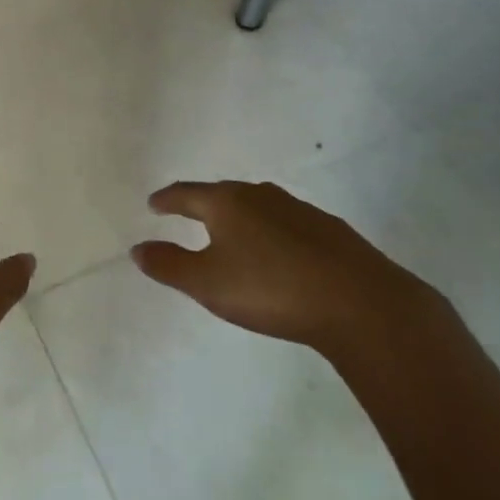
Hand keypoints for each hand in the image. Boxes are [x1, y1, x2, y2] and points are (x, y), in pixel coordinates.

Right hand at [131, 180, 429, 354]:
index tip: (154, 204)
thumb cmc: (272, 289)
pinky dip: (274, 233)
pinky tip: (281, 253)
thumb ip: (169, 265)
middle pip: (224, 194)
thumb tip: (137, 248)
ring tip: (234, 233)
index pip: (187, 193)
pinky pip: (289, 224)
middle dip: (204, 204)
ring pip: (260, 206)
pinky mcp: (332, 232)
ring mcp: (301, 211)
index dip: (167, 200)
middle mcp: (261, 196)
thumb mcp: (208, 283)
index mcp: (227, 203)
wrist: (363, 305)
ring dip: (242, 217)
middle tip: (190, 214)